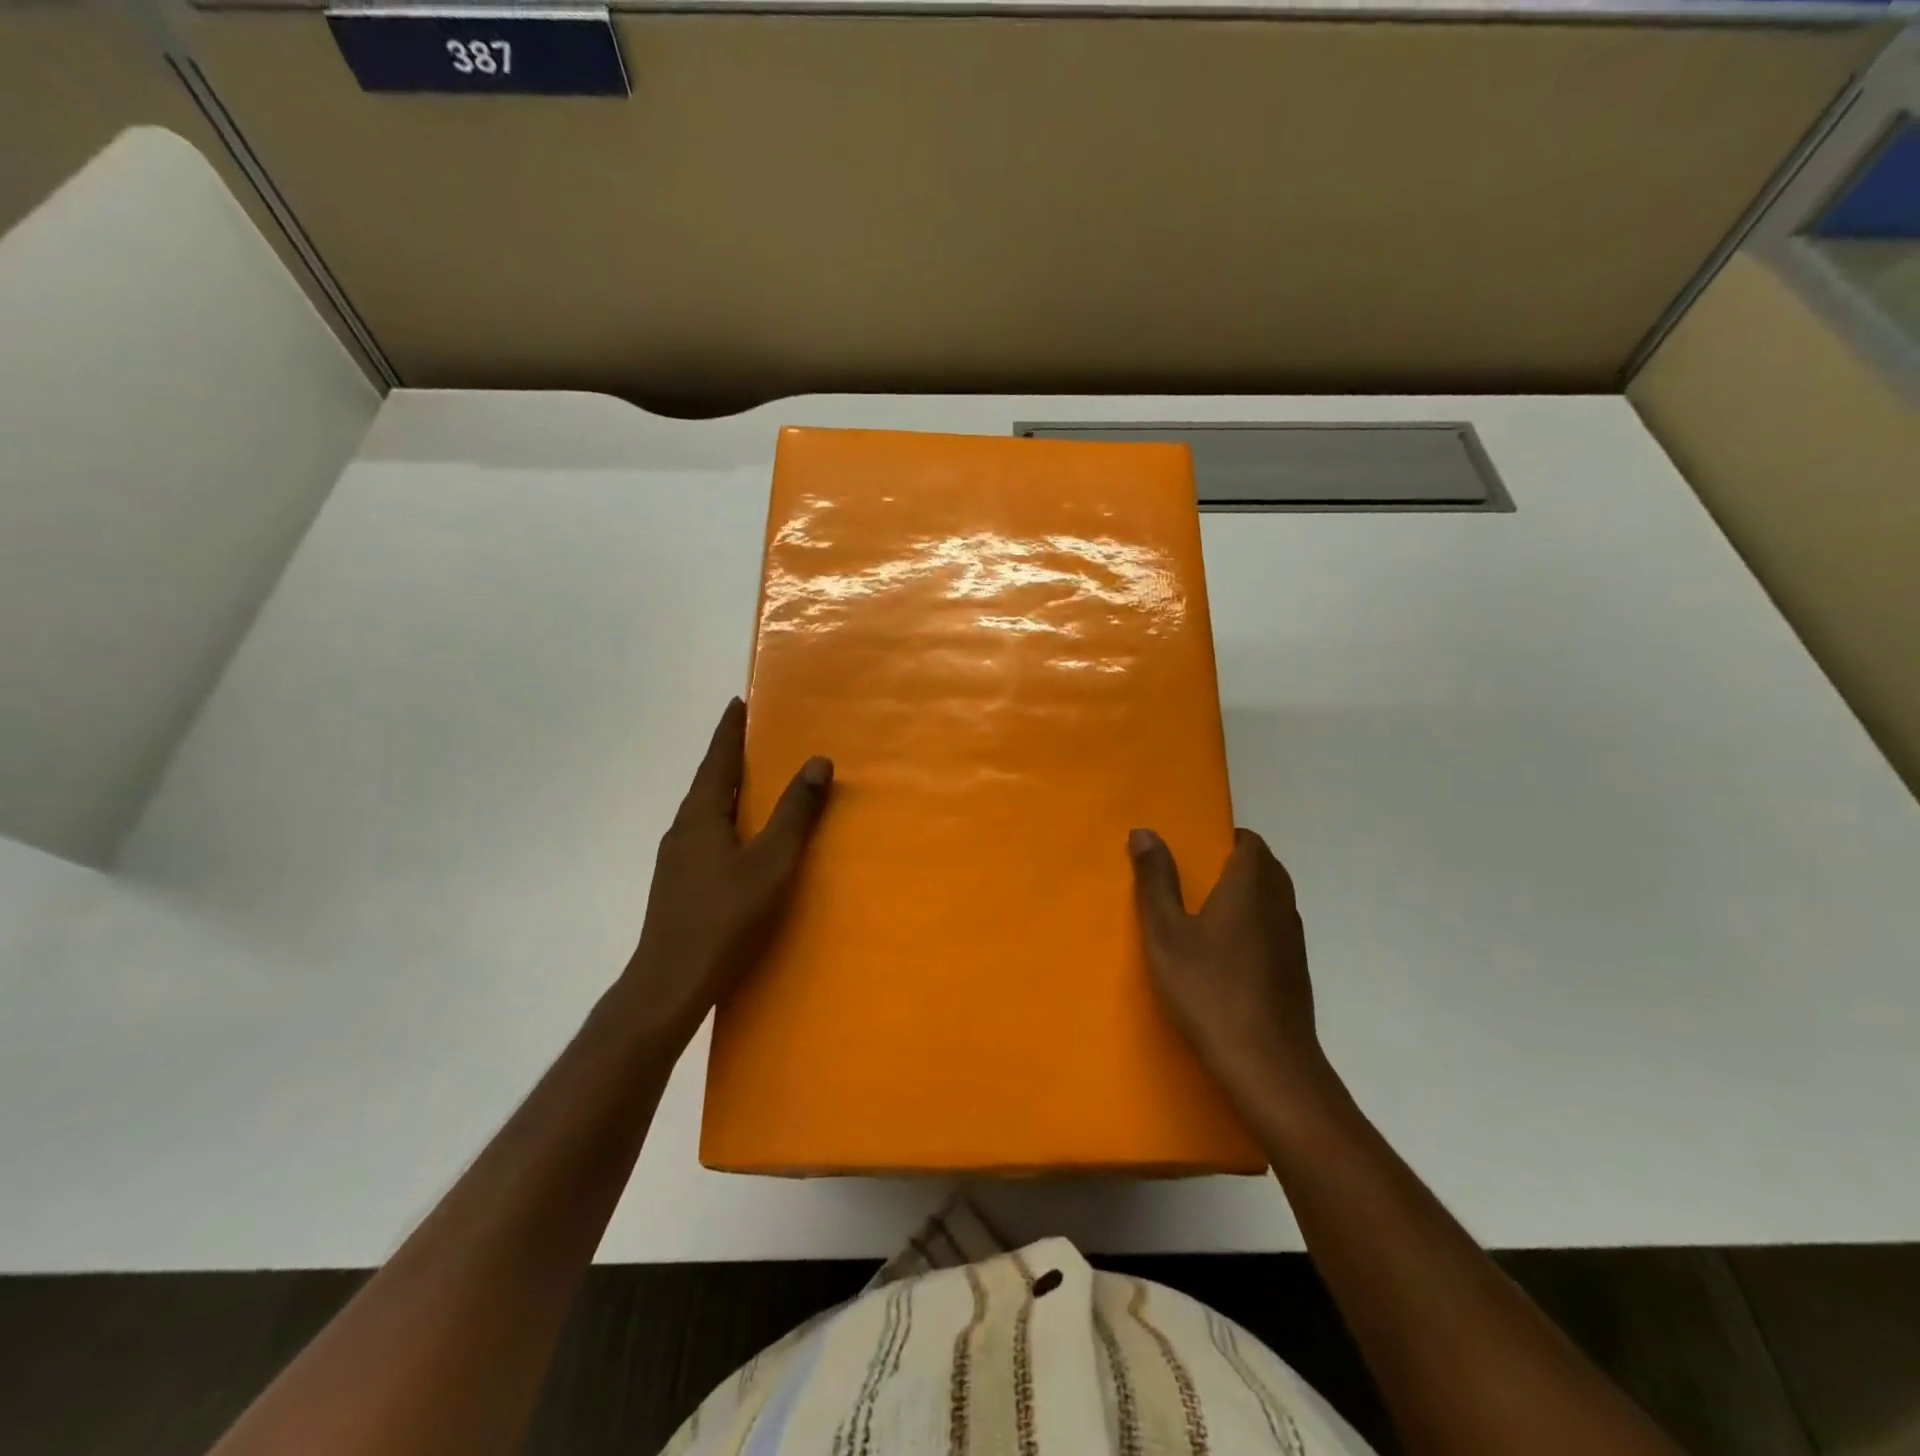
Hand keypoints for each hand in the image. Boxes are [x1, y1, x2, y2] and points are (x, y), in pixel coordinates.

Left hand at [623, 699, 832, 1045]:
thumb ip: (795, 813)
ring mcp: (675, 860)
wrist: (669, 984)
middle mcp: (682, 830)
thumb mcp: (771, 863)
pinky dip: (725, 821)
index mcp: (701, 816)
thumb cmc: (724, 918)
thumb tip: (818, 761)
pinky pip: (705, 836)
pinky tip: (739, 841)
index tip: (738, 702)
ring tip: (752, 784)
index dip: (730, 731)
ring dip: (727, 791)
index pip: (718, 760)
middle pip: (709, 783)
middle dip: (730, 758)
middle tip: (754, 738)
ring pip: (706, 812)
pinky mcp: (678, 885)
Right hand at [1129, 827, 1341, 1121]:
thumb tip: (1144, 831)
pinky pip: (1275, 930)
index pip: (1250, 842)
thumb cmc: (1209, 989)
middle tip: (1193, 879)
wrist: (1267, 1064)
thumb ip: (1156, 880)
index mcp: (1251, 886)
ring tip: (1205, 915)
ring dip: (1246, 896)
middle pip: (1265, 868)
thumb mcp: (1166, 934)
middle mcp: (1280, 905)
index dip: (1225, 839)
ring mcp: (1293, 940)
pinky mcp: (1296, 971)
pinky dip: (1254, 926)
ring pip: (1273, 900)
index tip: (1194, 851)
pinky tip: (1226, 955)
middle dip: (1234, 864)